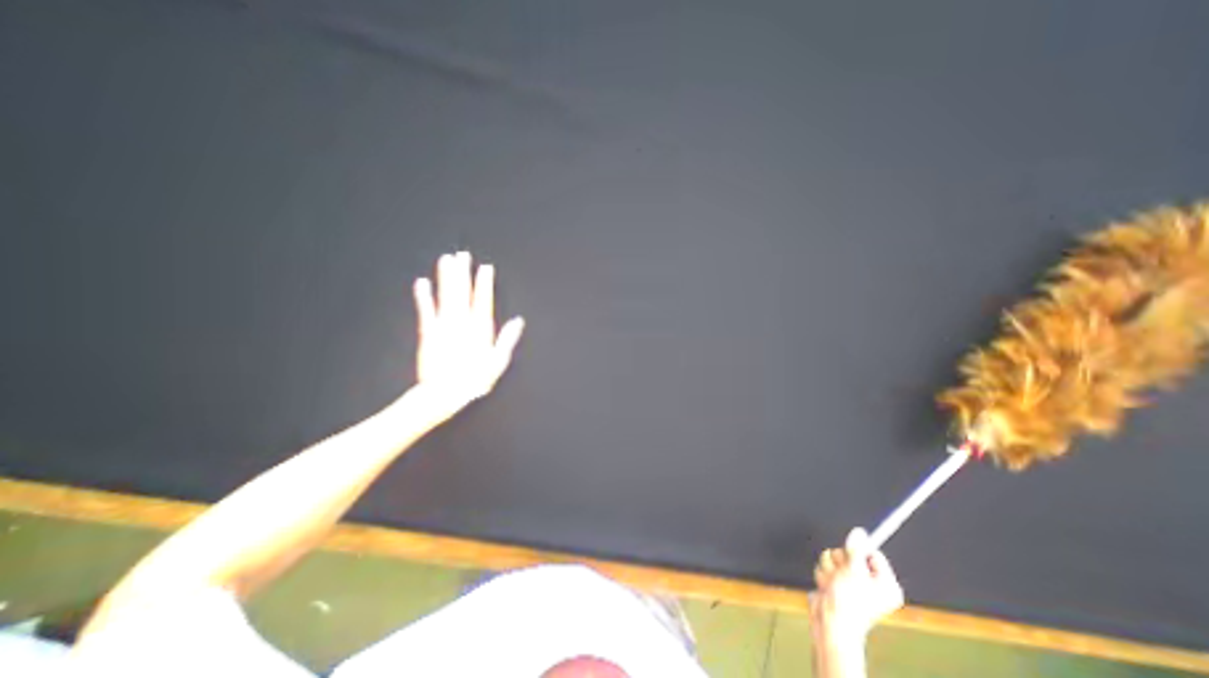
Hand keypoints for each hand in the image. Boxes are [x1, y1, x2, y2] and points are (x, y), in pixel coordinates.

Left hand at [412, 251, 524, 416]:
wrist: (444, 393)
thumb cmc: (475, 379)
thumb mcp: (498, 361)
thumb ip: (507, 339)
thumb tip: (518, 321)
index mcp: (480, 329)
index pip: (483, 300)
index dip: (484, 282)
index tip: (485, 267)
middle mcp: (462, 322)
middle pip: (463, 292)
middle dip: (463, 272)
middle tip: (463, 254)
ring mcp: (444, 325)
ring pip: (446, 296)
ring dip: (445, 277)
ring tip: (446, 259)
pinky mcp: (428, 332)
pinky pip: (425, 310)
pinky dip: (423, 296)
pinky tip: (422, 282)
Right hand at [812, 528, 905, 642]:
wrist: (831, 623)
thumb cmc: (849, 602)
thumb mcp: (854, 571)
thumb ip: (856, 550)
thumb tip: (860, 532)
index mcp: (885, 582)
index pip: (872, 552)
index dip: (858, 552)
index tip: (851, 558)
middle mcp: (870, 581)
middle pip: (849, 552)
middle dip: (839, 561)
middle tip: (841, 575)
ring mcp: (852, 582)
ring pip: (834, 558)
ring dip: (829, 569)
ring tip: (833, 584)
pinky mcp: (837, 583)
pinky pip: (826, 567)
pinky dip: (824, 575)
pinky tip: (827, 587)